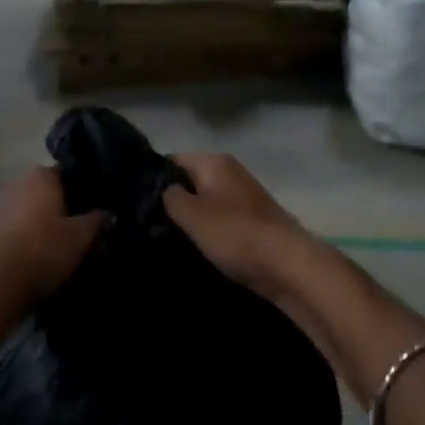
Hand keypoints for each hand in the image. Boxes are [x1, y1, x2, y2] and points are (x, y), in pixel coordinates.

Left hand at [0, 166, 105, 312]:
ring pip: (32, 211)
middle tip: (85, 228)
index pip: (70, 174)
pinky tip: (39, 256)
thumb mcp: (81, 237)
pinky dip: (28, 237)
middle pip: (49, 192)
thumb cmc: (42, 251)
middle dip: (65, 208)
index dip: (86, 190)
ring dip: (45, 224)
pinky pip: (16, 228)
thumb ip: (97, 220)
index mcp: (41, 175)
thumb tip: (108, 212)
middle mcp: (17, 182)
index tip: (99, 207)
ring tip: (64, 246)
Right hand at [162, 153, 308, 295]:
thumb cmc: (234, 233)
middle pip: (189, 181)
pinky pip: (221, 218)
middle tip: (149, 224)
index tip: (137, 203)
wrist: (287, 263)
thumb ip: (168, 196)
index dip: (152, 180)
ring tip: (169, 238)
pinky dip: (210, 230)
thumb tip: (162, 189)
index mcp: (214, 162)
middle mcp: (230, 171)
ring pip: (205, 201)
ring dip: (191, 218)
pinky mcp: (253, 219)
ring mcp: (244, 195)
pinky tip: (199, 247)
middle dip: (172, 201)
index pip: (171, 161)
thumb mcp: (190, 214)